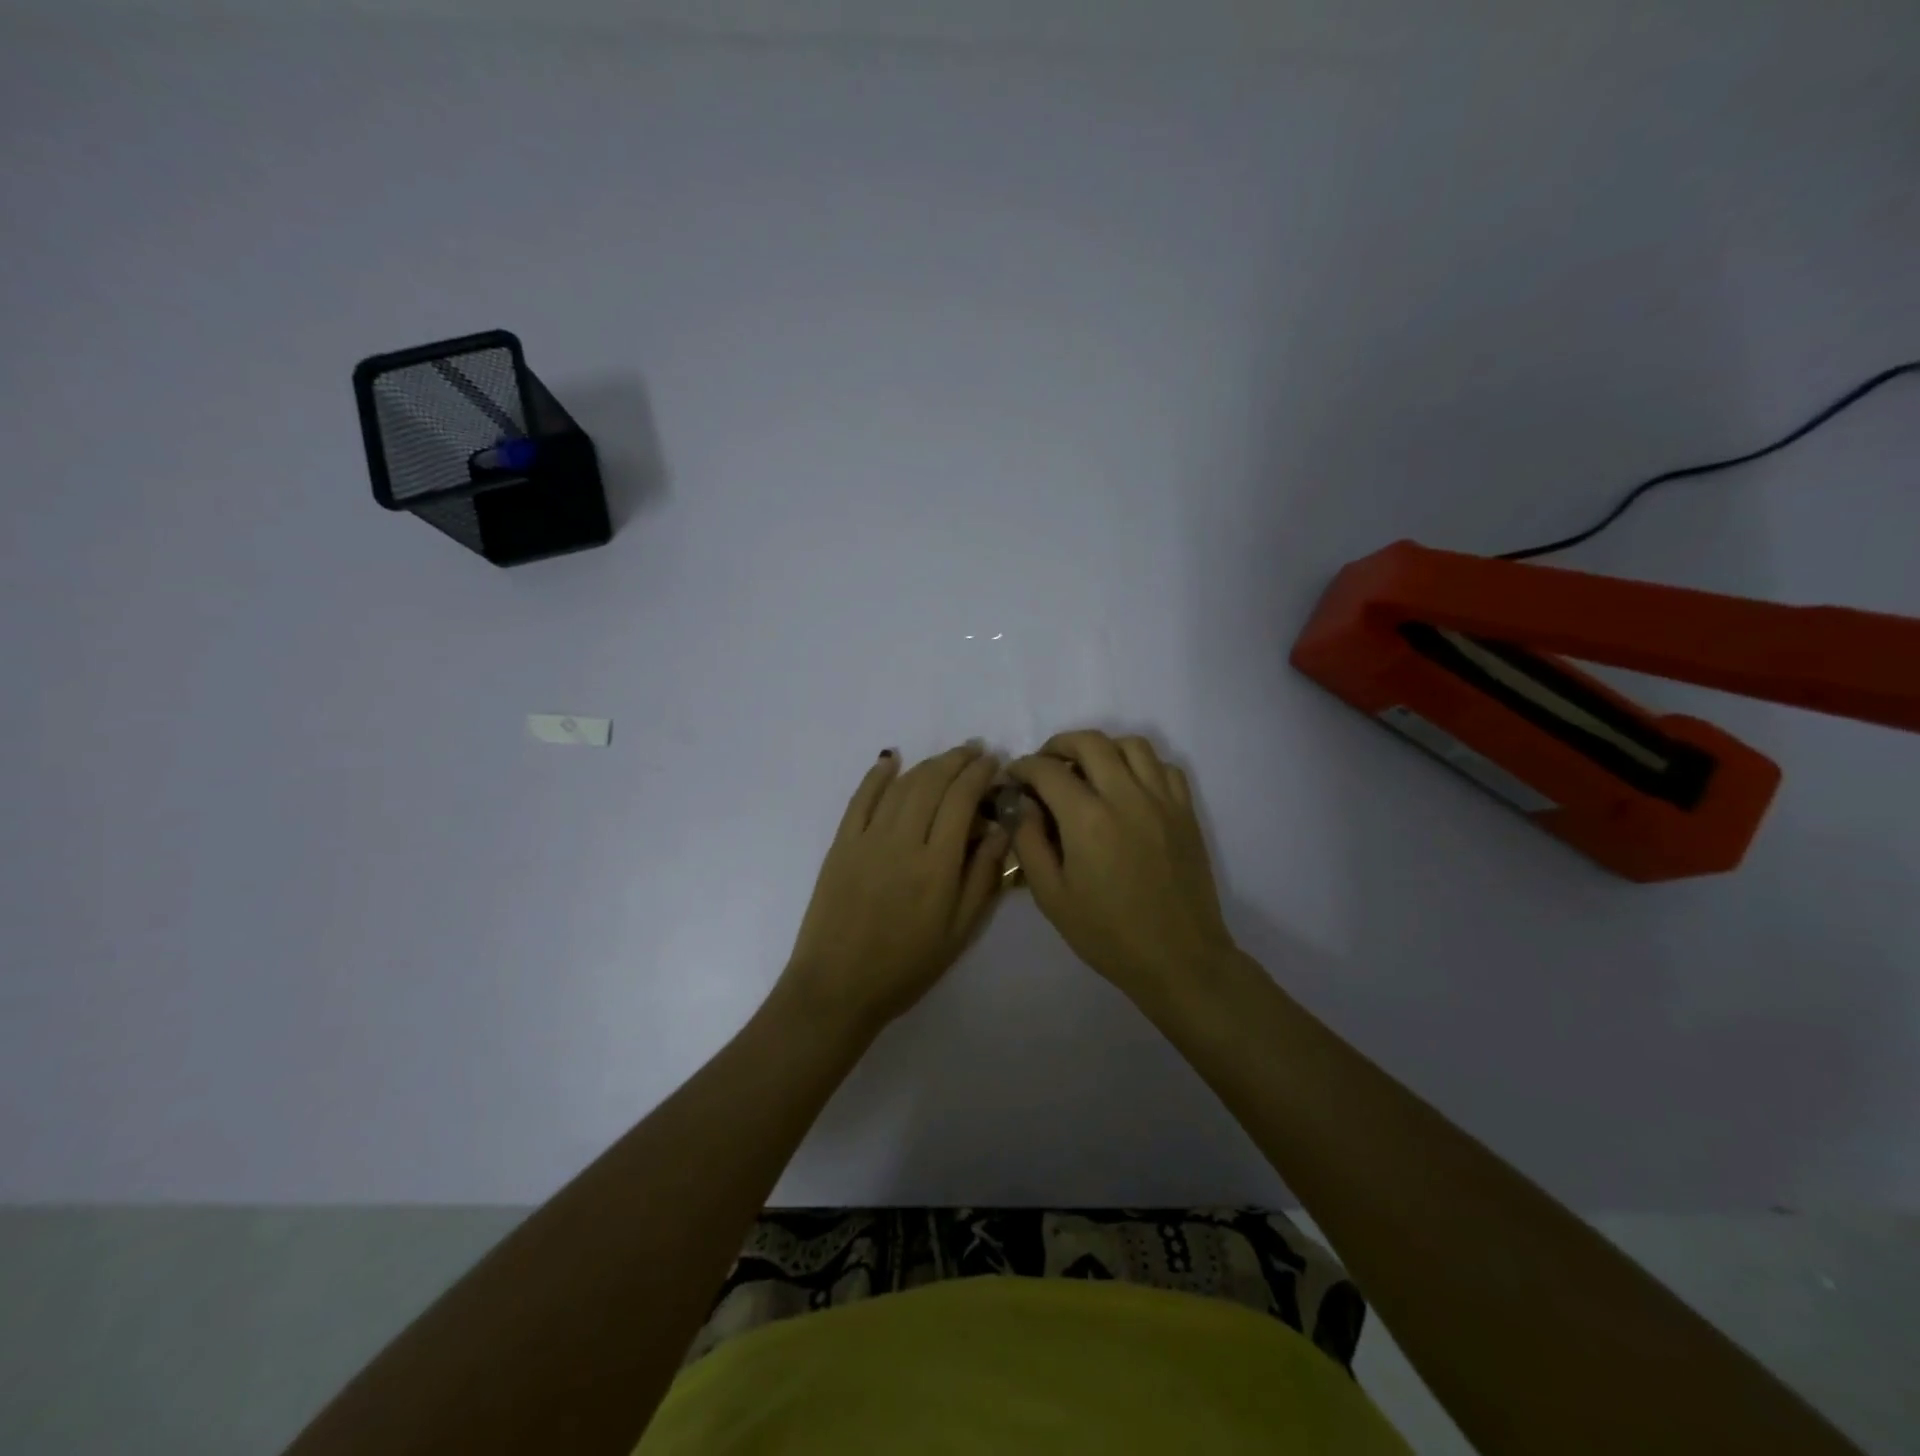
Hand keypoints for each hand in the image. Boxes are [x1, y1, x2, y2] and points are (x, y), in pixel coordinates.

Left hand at [780, 744, 1008, 1034]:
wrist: (837, 987)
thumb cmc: (906, 966)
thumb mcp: (959, 931)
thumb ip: (983, 876)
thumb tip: (1000, 829)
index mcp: (937, 865)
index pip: (962, 800)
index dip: (979, 774)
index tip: (993, 762)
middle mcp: (903, 841)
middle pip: (933, 783)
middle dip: (958, 760)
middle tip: (976, 751)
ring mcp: (867, 839)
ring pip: (902, 786)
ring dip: (927, 764)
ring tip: (947, 757)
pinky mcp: (841, 843)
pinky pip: (860, 798)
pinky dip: (877, 774)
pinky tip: (891, 759)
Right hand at [1007, 731, 1236, 1010]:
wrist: (1178, 958)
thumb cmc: (1108, 934)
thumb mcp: (1051, 897)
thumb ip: (1030, 843)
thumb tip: (1023, 805)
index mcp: (1088, 819)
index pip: (1047, 770)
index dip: (1024, 767)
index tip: (1014, 778)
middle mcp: (1126, 796)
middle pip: (1090, 742)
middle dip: (1059, 744)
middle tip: (1046, 765)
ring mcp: (1162, 800)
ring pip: (1132, 744)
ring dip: (1103, 748)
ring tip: (1088, 769)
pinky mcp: (1186, 811)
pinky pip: (1164, 766)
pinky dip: (1141, 765)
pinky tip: (1128, 787)